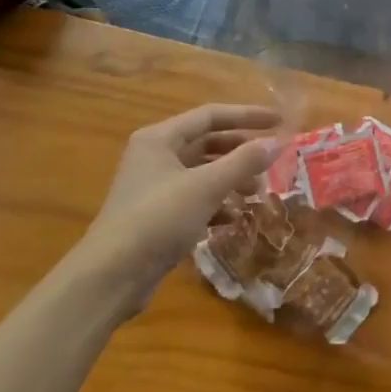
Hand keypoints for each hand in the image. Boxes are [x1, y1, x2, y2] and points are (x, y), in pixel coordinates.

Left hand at [69, 105, 281, 314]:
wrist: (111, 276)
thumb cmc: (158, 218)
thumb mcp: (207, 186)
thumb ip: (245, 161)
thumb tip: (279, 142)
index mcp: (160, 139)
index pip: (211, 115)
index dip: (248, 116)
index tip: (280, 121)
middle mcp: (155, 157)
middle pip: (208, 143)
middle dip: (241, 151)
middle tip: (272, 160)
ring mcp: (155, 187)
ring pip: (203, 172)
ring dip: (233, 178)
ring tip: (257, 192)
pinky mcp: (157, 215)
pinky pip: (196, 198)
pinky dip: (218, 203)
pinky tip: (234, 217)